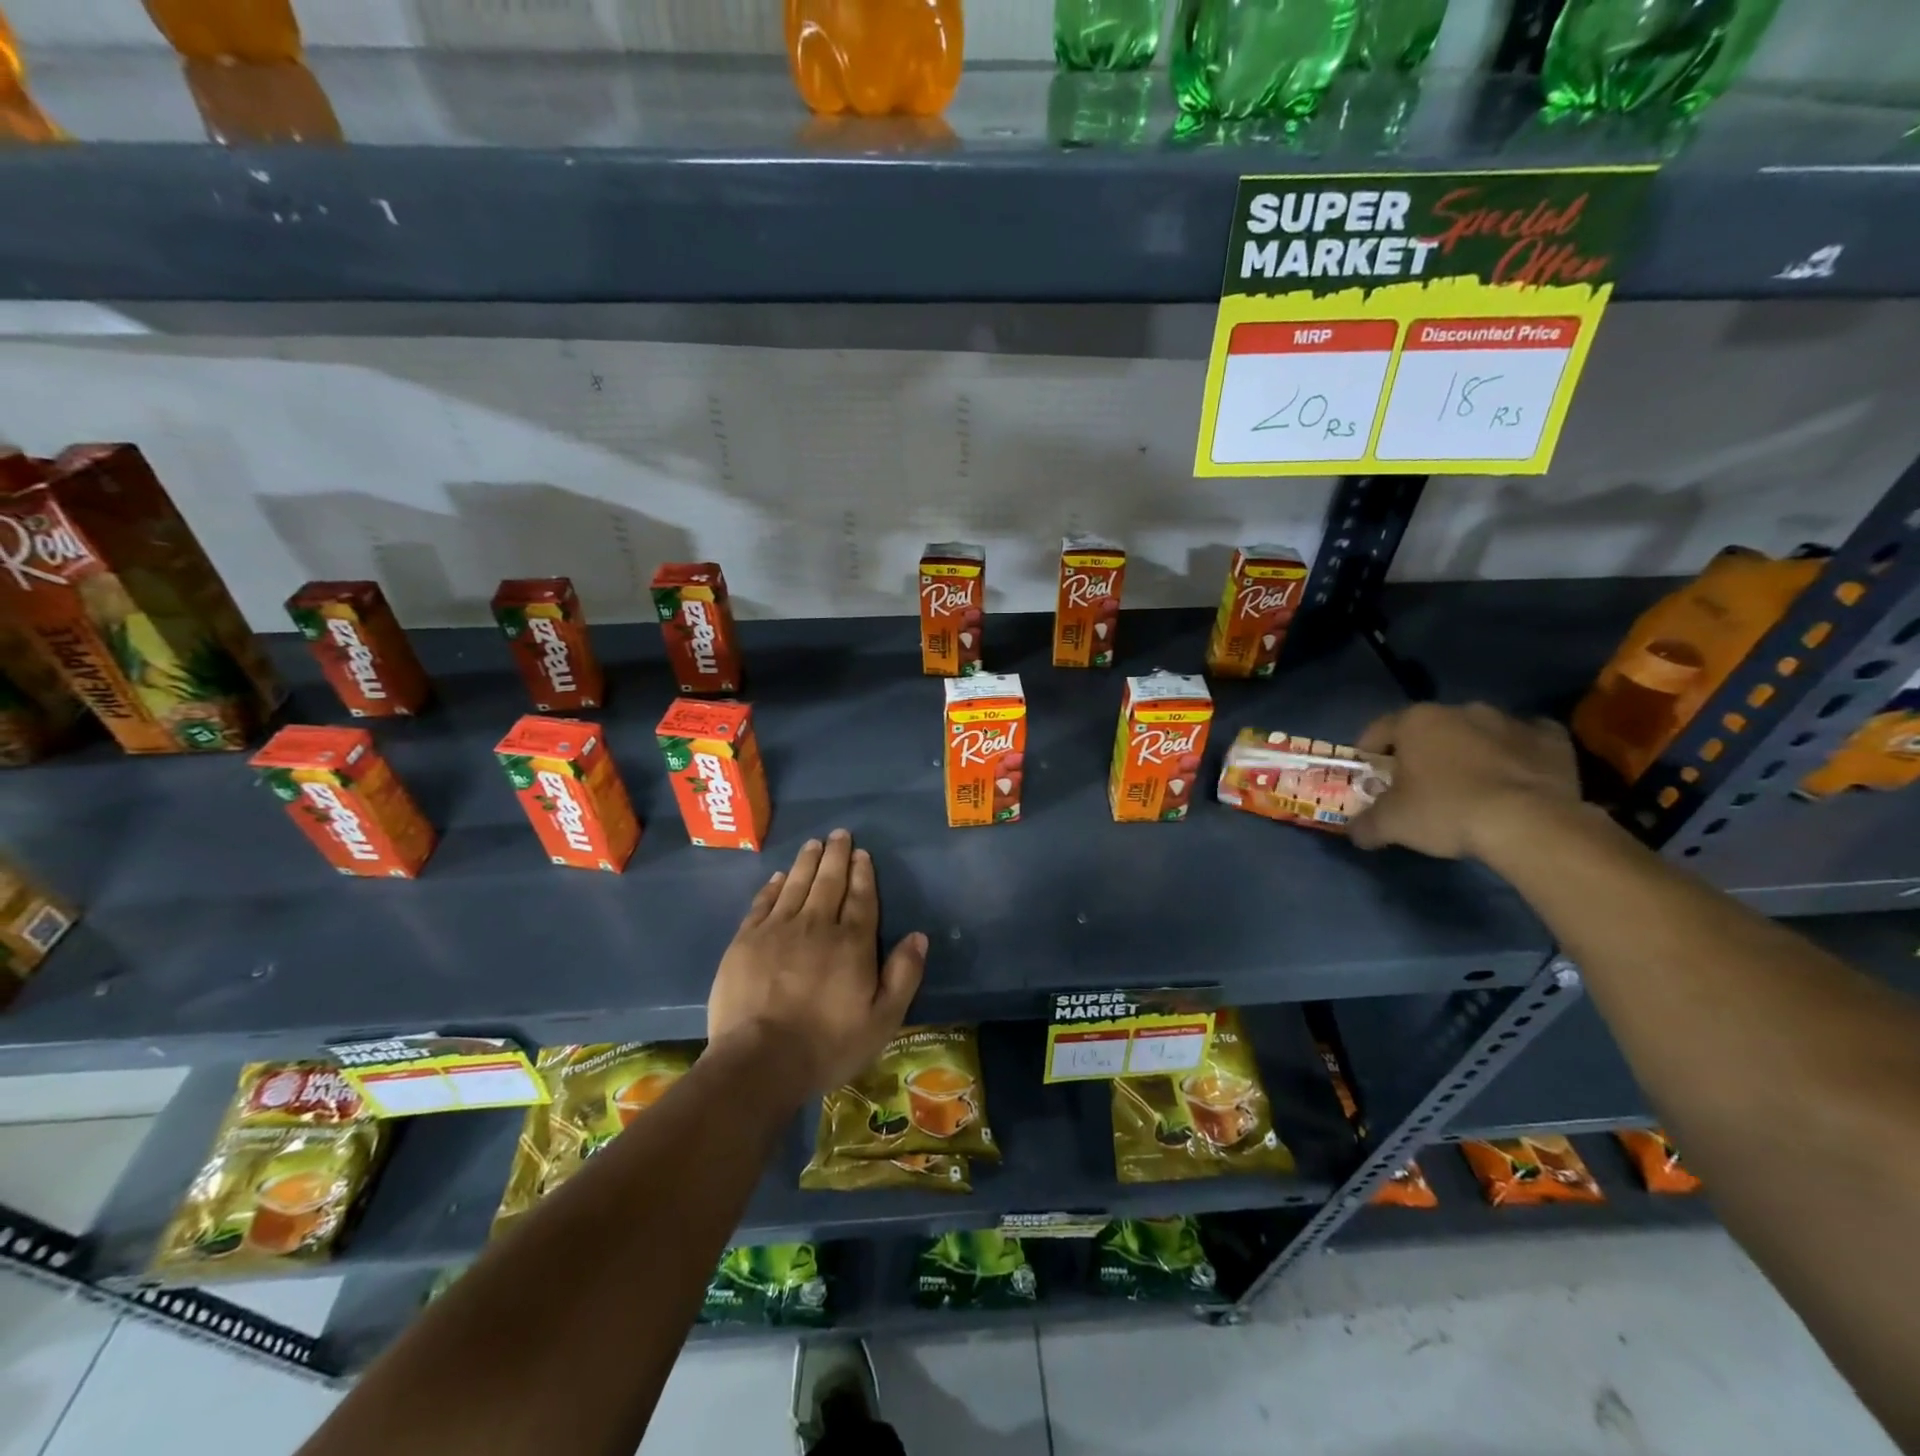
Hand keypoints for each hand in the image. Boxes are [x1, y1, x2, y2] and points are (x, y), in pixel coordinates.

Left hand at [707, 830, 927, 1097]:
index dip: (863, 873)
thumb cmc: (827, 1045)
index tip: (862, 853)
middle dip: (836, 856)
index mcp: (852, 943)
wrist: (760, 1061)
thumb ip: (903, 976)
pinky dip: (774, 886)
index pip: (861, 898)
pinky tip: (779, 876)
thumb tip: (919, 937)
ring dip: (807, 862)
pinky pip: (763, 903)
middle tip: (839, 834)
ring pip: (797, 885)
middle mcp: (817, 926)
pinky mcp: (746, 941)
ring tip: (814, 843)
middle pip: (829, 882)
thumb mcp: (882, 1020)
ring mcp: (778, 930)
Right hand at [1347, 702, 1581, 860]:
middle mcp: (1461, 710)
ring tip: (1469, 786)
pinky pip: (1525, 742)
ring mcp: (1510, 721)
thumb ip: (1366, 824)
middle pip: (1430, 729)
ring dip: (1469, 752)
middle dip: (1421, 752)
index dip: (1369, 753)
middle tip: (1418, 784)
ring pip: (1477, 733)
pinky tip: (1513, 781)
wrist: (1532, 824)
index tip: (1370, 776)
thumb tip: (1354, 833)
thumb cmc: (1446, 811)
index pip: (1378, 730)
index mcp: (1416, 720)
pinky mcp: (1552, 738)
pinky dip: (1515, 755)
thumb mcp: (1391, 824)